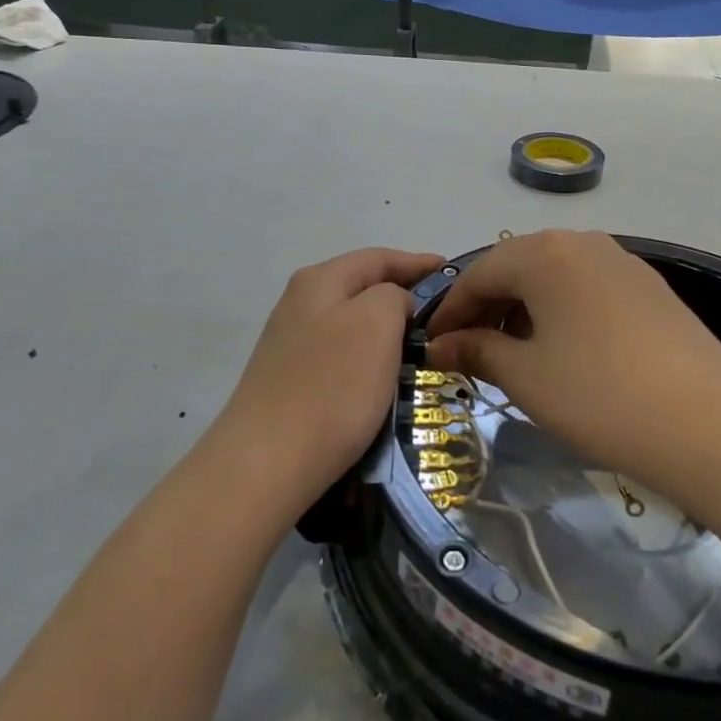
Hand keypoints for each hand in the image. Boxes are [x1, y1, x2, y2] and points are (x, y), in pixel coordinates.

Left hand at [213, 247, 443, 516]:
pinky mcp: (291, 381)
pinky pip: (342, 357)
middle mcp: (300, 304)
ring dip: (388, 331)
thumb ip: (395, 295)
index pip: (379, 257)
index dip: (418, 263)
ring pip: (352, 325)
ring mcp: (292, 344)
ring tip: (424, 346)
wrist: (267, 464)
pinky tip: (386, 379)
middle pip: (363, 288)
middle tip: (445, 314)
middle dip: (404, 296)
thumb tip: (394, 304)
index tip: (453, 275)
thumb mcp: (377, 321)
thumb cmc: (332, 386)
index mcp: (320, 280)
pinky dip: (370, 360)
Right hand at [426, 231, 720, 486]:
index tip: (432, 346)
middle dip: (486, 309)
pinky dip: (560, 313)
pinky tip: (562, 351)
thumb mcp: (525, 375)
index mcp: (543, 253)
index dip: (450, 311)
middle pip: (516, 269)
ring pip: (553, 278)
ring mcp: (621, 262)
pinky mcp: (649, 288)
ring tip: (512, 355)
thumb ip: (477, 350)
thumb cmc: (598, 394)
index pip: (478, 273)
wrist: (710, 423)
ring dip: (523, 311)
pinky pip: (586, 289)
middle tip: (468, 353)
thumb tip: (441, 345)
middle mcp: (582, 243)